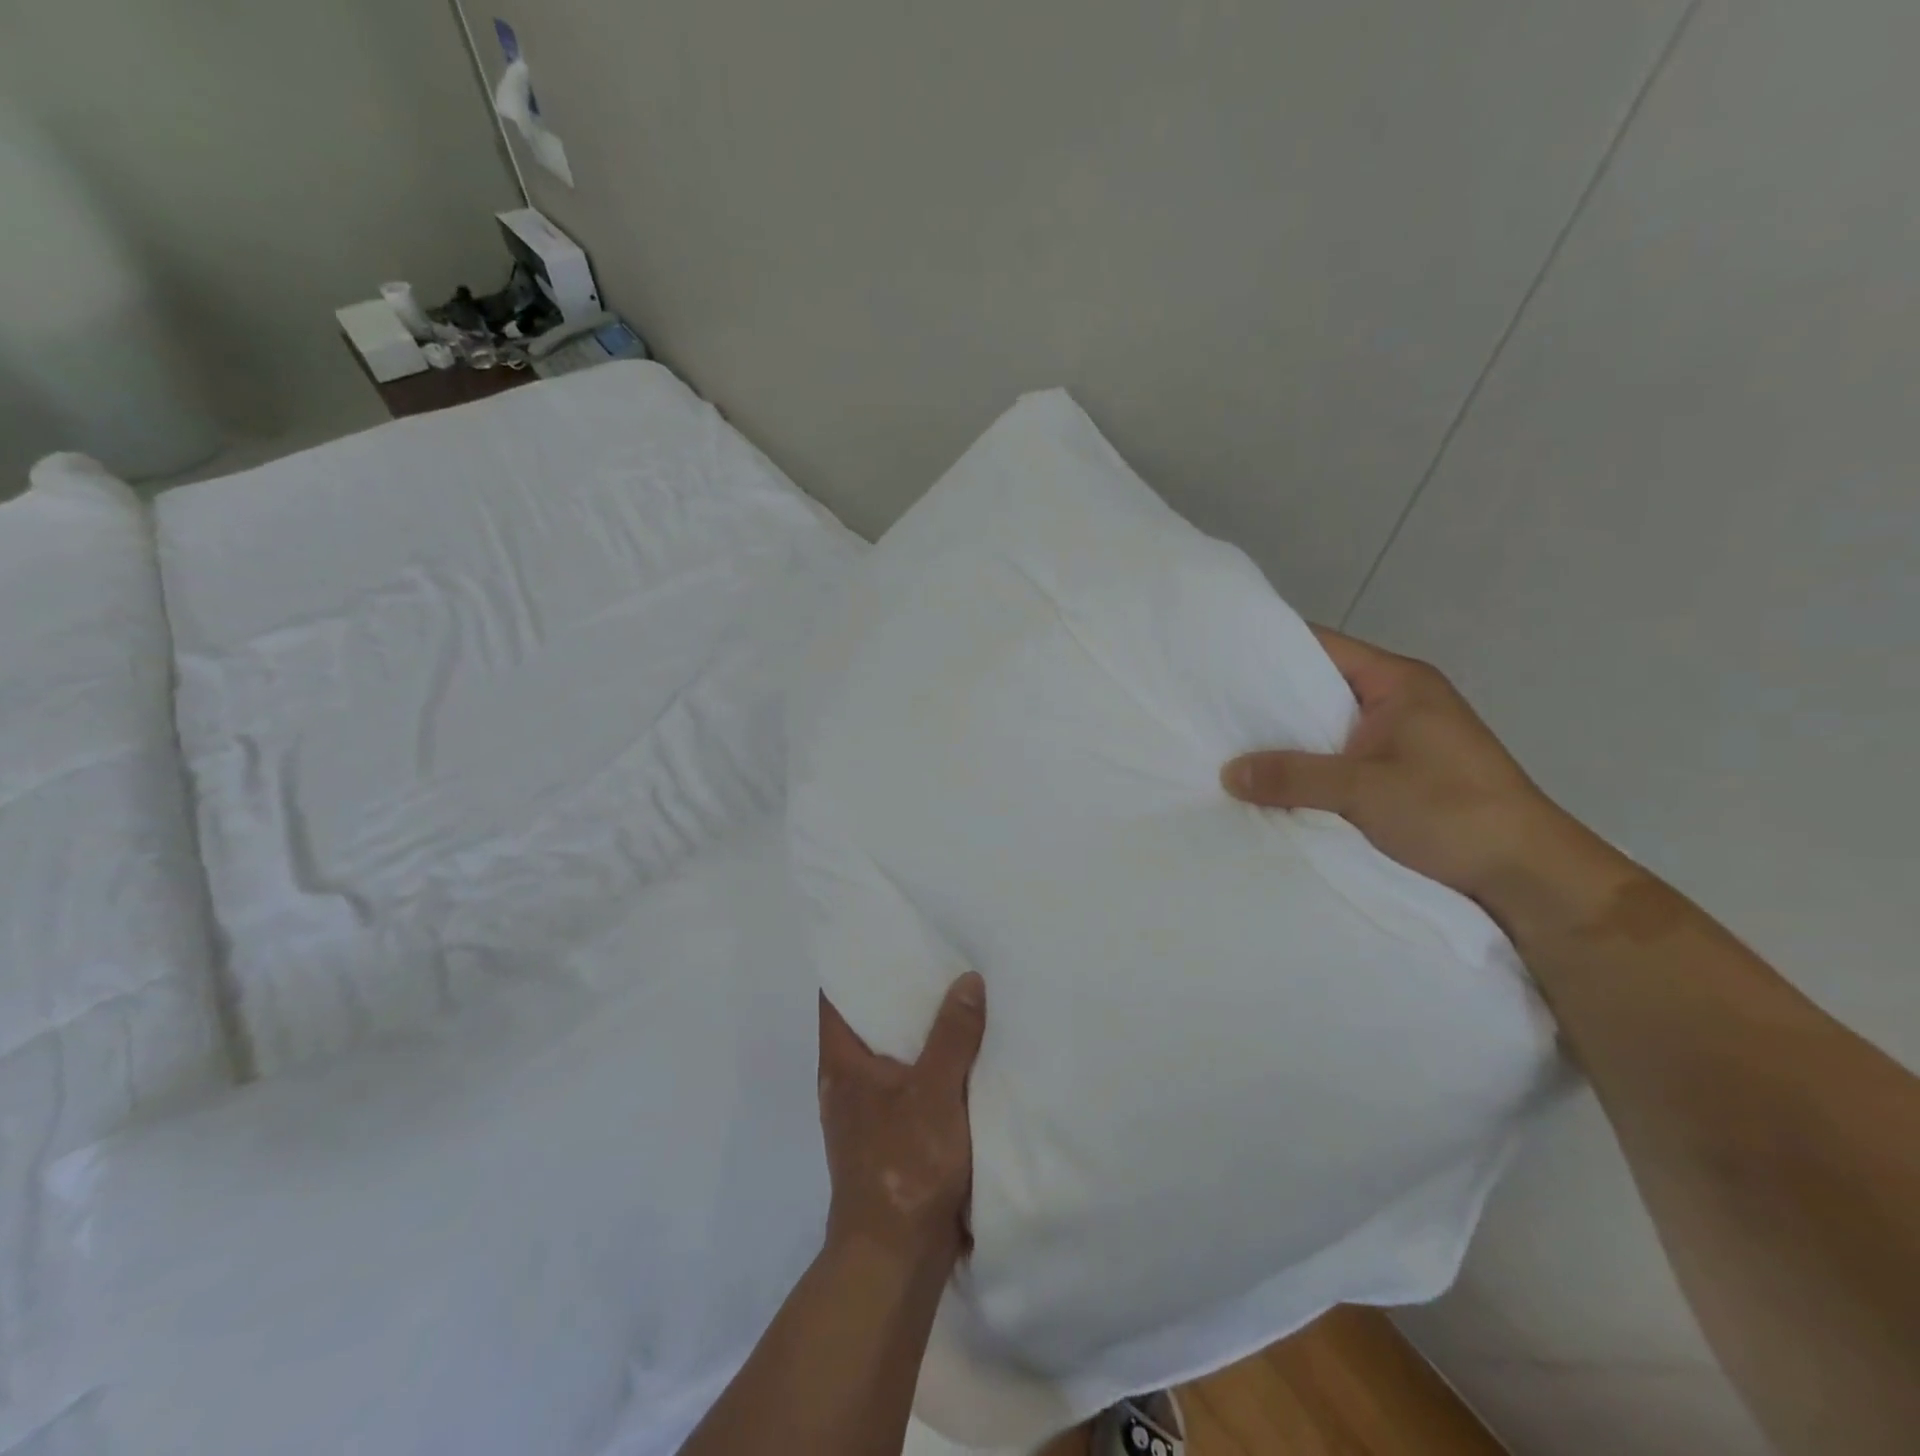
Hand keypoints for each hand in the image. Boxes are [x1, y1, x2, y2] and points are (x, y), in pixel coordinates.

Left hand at [817, 973, 986, 1271]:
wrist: (895, 1259)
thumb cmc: (904, 1166)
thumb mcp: (935, 1092)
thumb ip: (952, 1035)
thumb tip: (967, 980)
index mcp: (841, 1062)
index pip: (835, 995)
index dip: (854, 961)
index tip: (883, 933)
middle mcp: (846, 1080)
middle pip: (865, 1020)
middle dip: (894, 990)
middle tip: (931, 953)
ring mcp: (865, 1111)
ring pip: (889, 1052)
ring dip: (915, 1029)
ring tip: (950, 993)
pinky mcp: (888, 1136)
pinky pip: (906, 1082)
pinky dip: (926, 1062)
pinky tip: (959, 1052)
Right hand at [1222, 626, 1578, 902]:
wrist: (1528, 879)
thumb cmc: (1453, 812)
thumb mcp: (1364, 789)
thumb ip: (1292, 776)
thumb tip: (1227, 773)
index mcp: (1399, 682)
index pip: (1321, 646)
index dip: (1269, 650)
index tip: (1217, 663)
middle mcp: (1398, 702)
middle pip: (1319, 689)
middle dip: (1269, 703)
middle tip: (1210, 711)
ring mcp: (1400, 741)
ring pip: (1326, 730)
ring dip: (1286, 742)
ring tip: (1227, 748)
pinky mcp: (1398, 776)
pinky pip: (1337, 761)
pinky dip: (1305, 770)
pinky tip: (1268, 784)